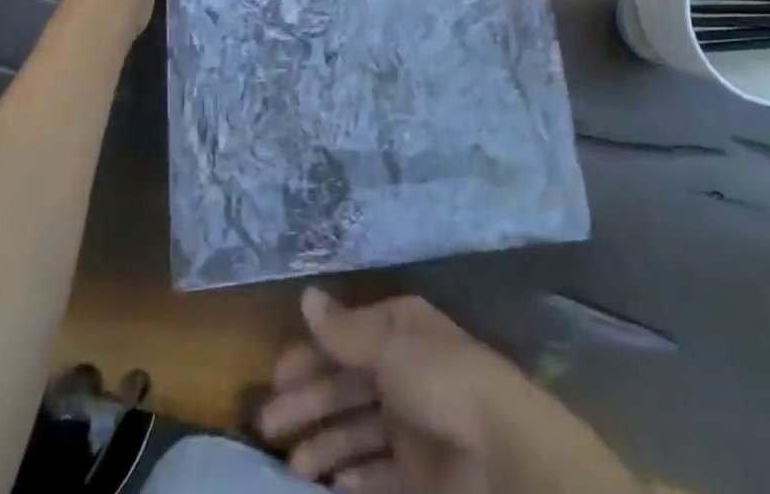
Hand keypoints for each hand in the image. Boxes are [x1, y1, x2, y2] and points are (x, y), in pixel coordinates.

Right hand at [259, 290, 635, 493]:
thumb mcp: (387, 345)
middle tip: (268, 427)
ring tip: (293, 466)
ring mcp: (413, 421)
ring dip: (325, 444)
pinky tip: (332, 485)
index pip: (346, 338)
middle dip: (309, 403)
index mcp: (399, 328)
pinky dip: (354, 476)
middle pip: (347, 384)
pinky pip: (378, 471)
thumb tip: (306, 295)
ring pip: (358, 430)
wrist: (501, 453)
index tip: (276, 377)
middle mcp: (404, 368)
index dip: (311, 356)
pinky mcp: (421, 472)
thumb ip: (343, 329)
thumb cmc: (439, 379)